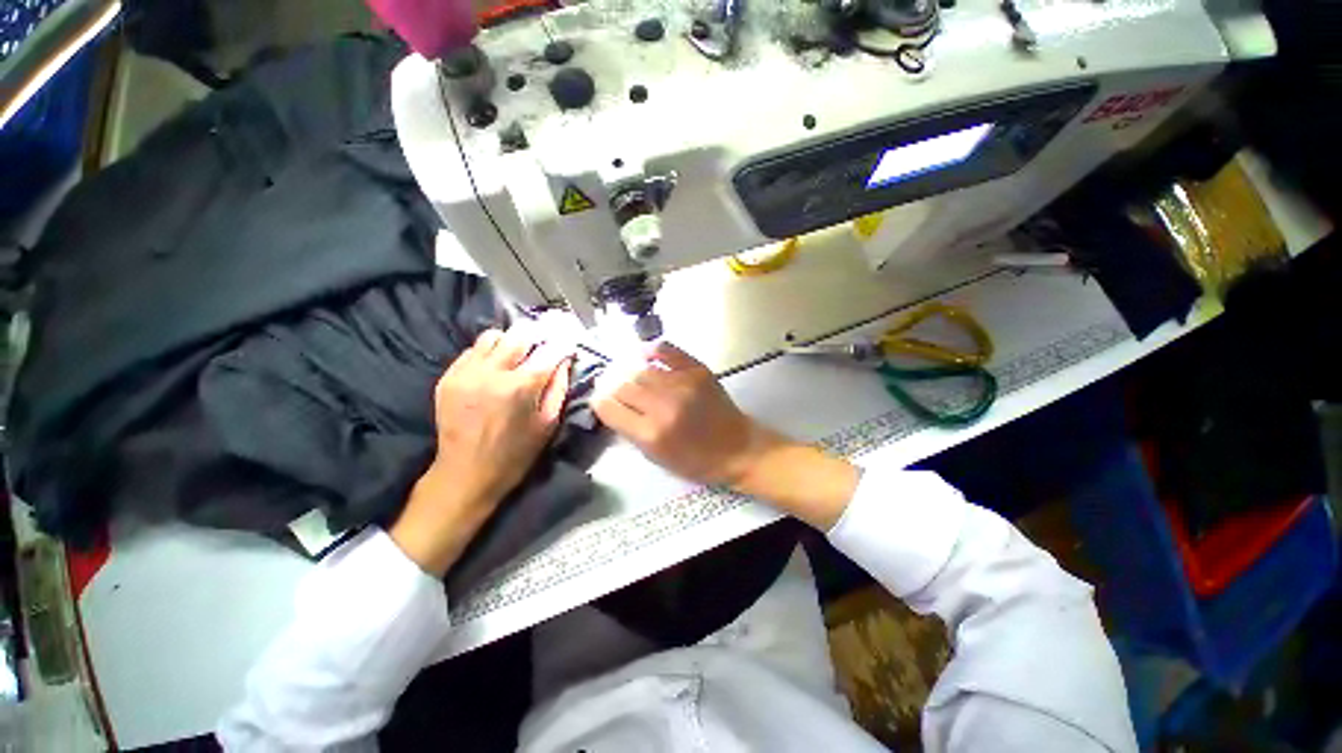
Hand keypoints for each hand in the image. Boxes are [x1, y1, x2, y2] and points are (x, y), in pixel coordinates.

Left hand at [391, 325, 572, 575]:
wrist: (466, 474)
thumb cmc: (516, 453)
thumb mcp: (548, 423)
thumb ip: (558, 388)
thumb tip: (564, 361)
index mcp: (521, 387)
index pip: (549, 350)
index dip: (562, 344)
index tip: (568, 344)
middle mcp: (492, 373)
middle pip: (519, 335)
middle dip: (536, 337)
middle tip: (542, 347)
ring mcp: (466, 373)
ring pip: (492, 336)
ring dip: (509, 342)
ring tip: (515, 357)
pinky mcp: (448, 377)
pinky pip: (471, 350)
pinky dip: (487, 354)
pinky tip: (493, 370)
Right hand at [593, 343, 779, 486]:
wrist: (737, 448)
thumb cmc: (695, 460)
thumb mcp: (656, 458)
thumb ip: (630, 430)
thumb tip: (610, 405)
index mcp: (650, 433)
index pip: (609, 407)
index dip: (599, 402)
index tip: (600, 400)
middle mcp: (663, 405)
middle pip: (623, 385)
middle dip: (614, 388)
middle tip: (615, 389)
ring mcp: (682, 384)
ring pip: (641, 369)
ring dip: (631, 374)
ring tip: (630, 377)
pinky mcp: (697, 370)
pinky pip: (666, 351)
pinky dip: (652, 351)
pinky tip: (644, 355)